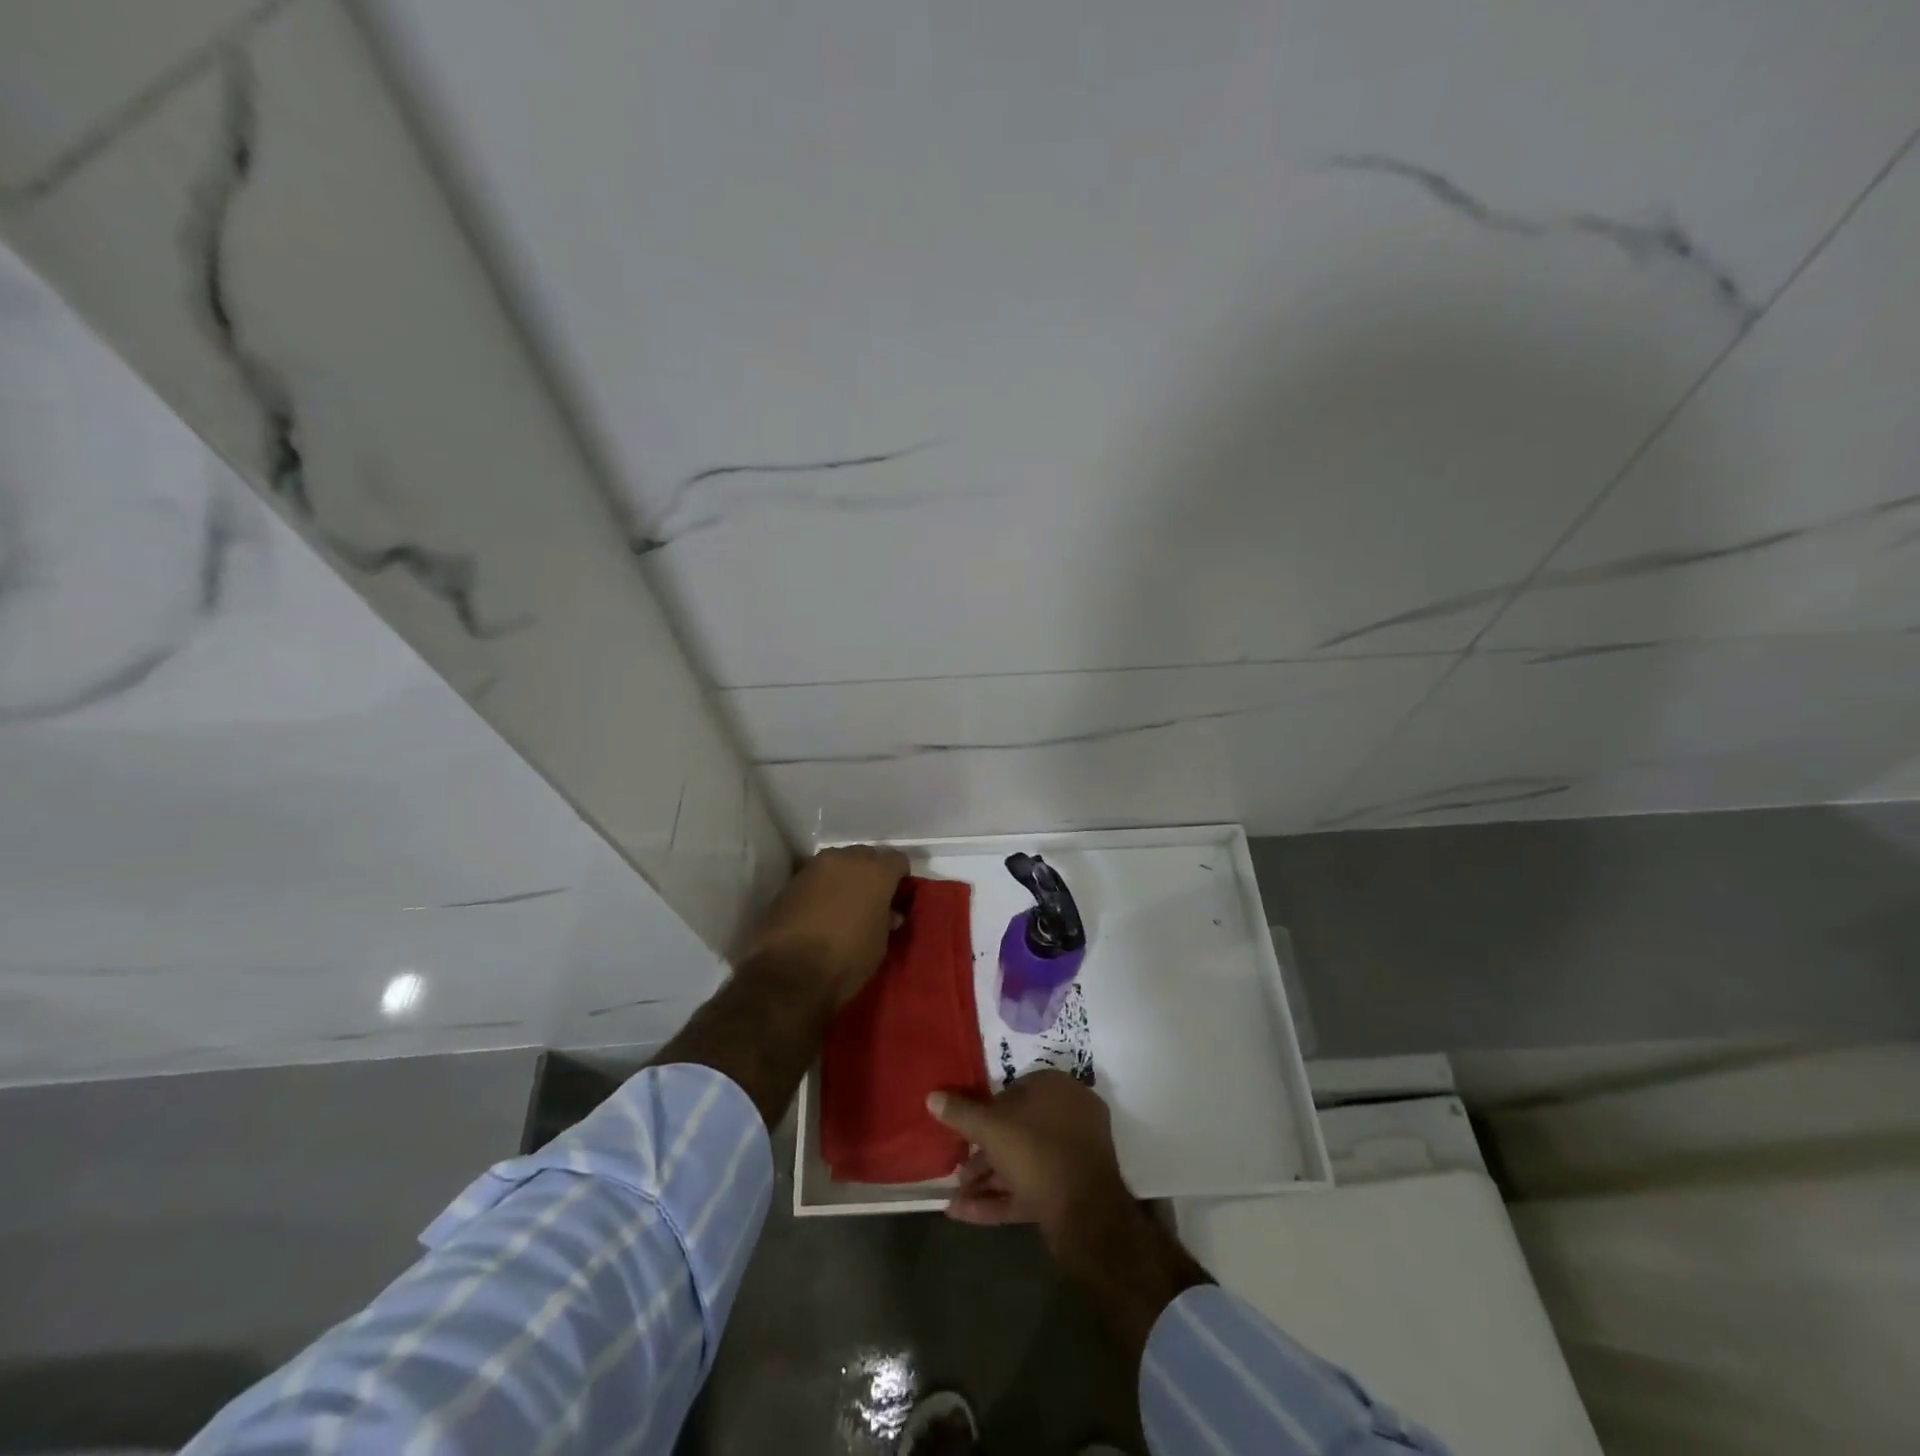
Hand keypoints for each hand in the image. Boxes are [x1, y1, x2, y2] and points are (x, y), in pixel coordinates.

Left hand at [738, 844, 909, 1007]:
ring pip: (837, 863)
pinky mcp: (790, 881)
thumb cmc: (846, 959)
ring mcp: (814, 867)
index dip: (900, 878)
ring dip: (843, 878)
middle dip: (870, 873)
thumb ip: (885, 921)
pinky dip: (820, 889)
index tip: (897, 896)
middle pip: (865, 856)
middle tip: (870, 899)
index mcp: (876, 872)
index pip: (898, 860)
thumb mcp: (878, 945)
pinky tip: (818, 911)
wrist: (787, 972)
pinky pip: (814, 878)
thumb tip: (888, 914)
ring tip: (842, 905)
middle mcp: (845, 859)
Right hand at [927, 1071, 1136, 1266]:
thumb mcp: (992, 1129)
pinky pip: (1031, 1187)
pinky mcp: (1071, 1190)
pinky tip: (963, 1213)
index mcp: (1056, 1088)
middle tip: (959, 1171)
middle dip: (983, 1154)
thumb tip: (932, 1096)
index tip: (965, 1132)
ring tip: (955, 1197)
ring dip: (988, 1179)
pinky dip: (1000, 1198)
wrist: (1087, 1215)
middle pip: (1017, 1130)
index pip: (1014, 1091)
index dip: (985, 1113)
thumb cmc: (1037, 1153)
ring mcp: (1073, 1154)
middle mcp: (1069, 1115)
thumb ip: (961, 1113)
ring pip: (1023, 1162)